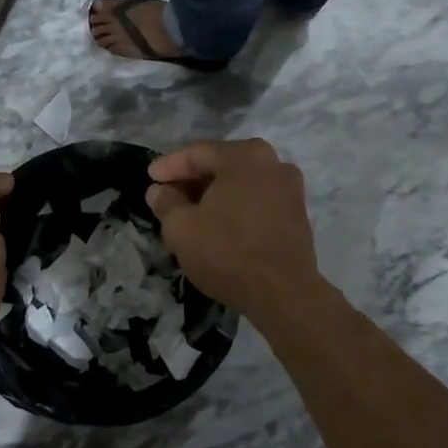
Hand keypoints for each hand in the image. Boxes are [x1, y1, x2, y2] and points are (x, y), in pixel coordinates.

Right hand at [146, 140, 320, 318]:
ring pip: (241, 182)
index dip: (169, 165)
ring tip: (190, 211)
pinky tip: (218, 223)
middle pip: (222, 164)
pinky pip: (257, 198)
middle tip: (167, 194)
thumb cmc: (228, 253)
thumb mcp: (181, 228)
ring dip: (214, 193)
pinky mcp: (297, 212)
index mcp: (245, 156)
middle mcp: (273, 162)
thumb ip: (166, 203)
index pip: (197, 153)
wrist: (284, 295)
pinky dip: (235, 205)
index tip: (149, 178)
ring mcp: (290, 187)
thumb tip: (159, 191)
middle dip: (192, 179)